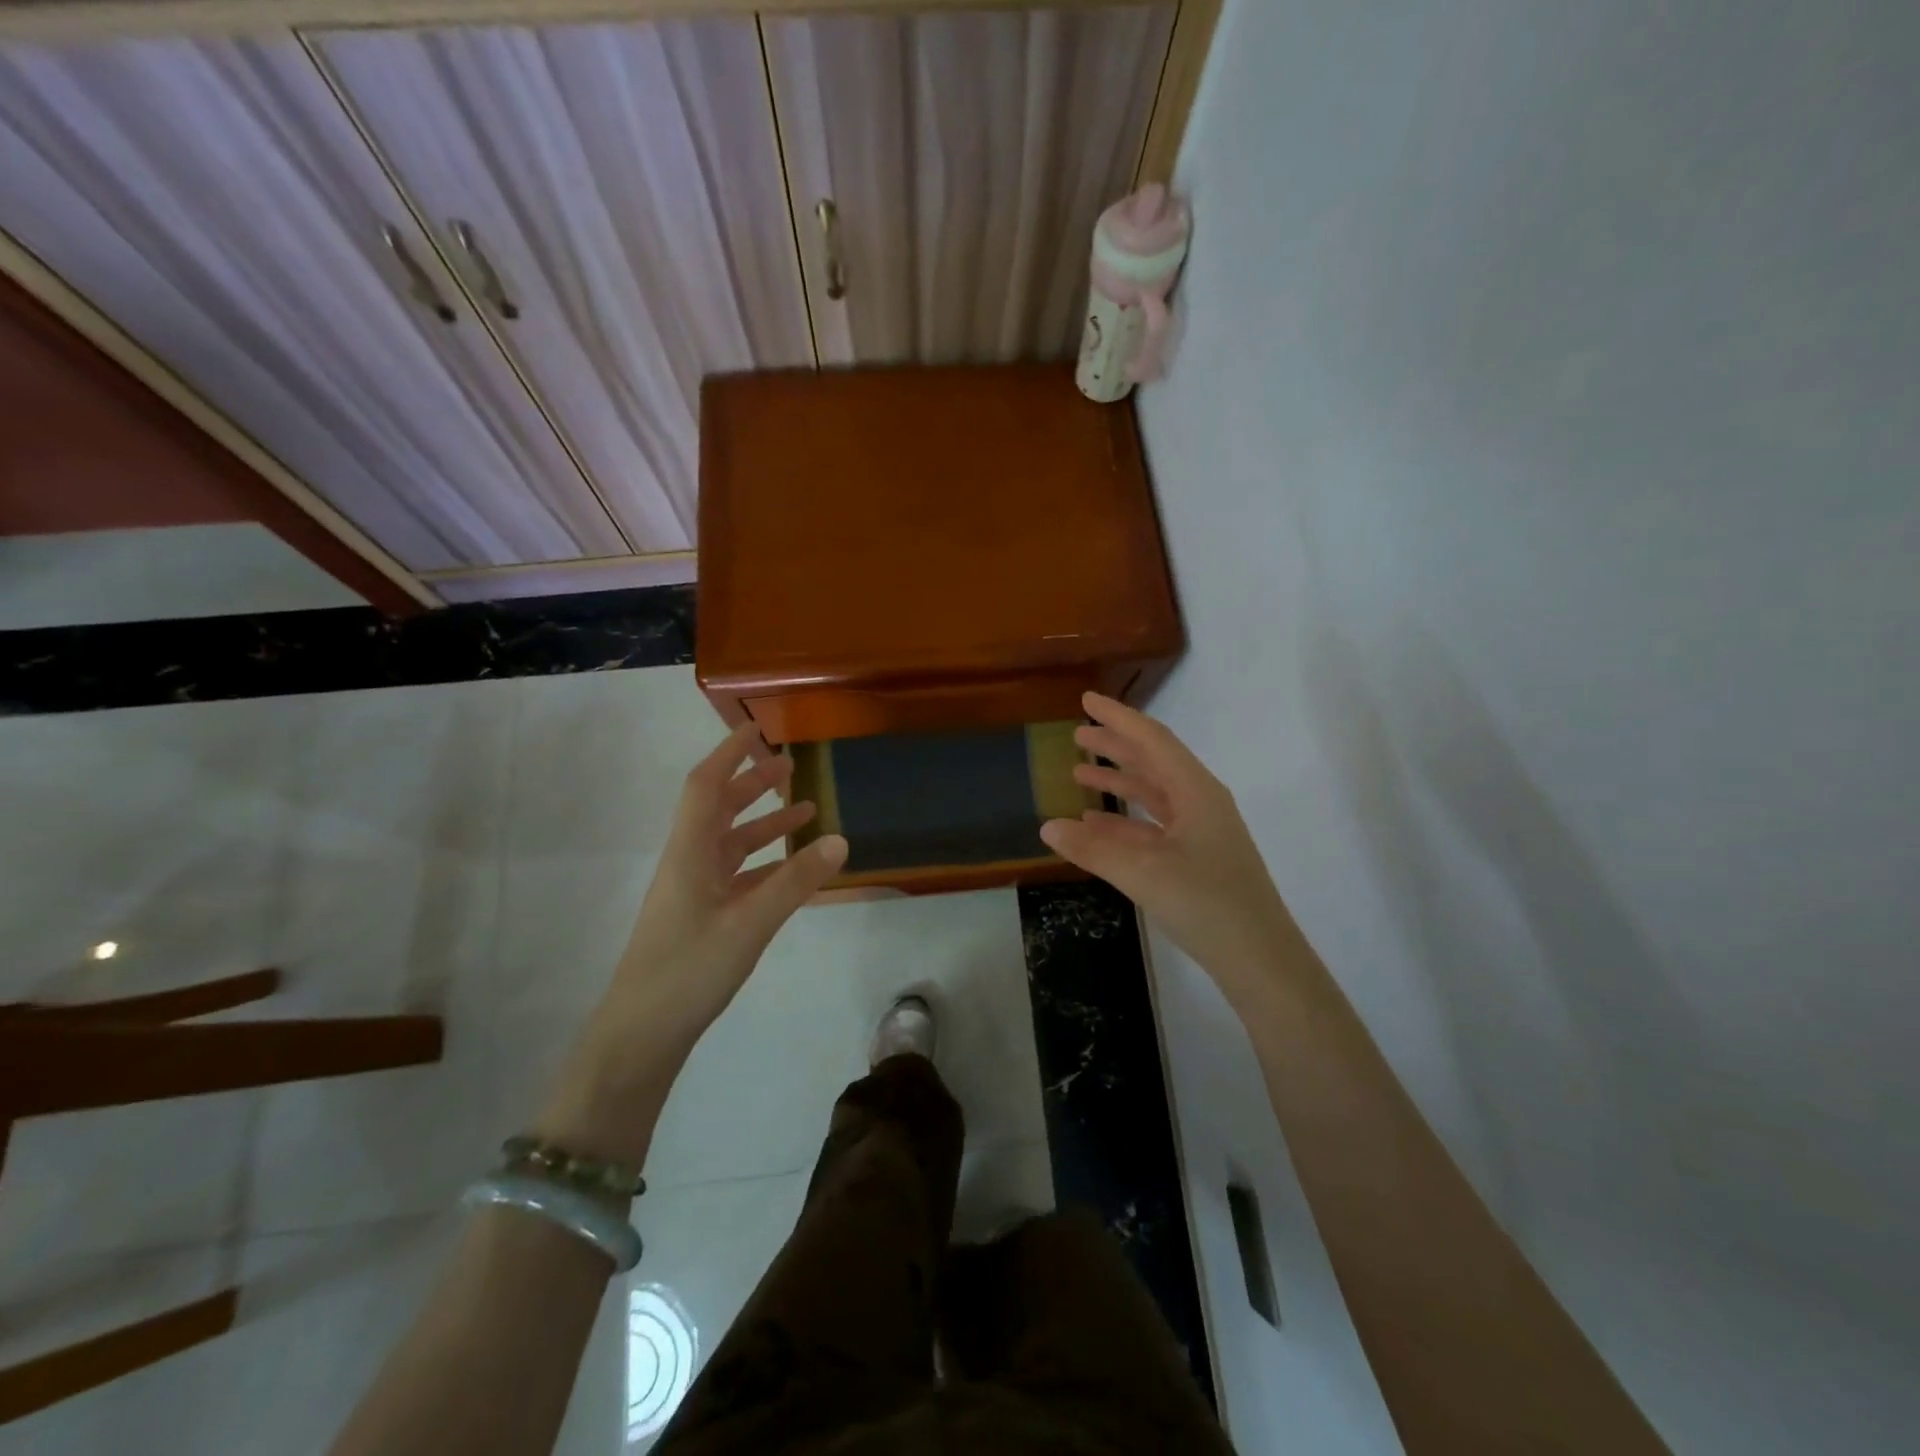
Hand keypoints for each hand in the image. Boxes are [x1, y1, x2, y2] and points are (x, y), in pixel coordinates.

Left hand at [607, 723, 848, 1038]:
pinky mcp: (702, 918)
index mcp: (690, 852)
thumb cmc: (688, 969)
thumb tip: (839, 839)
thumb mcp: (749, 924)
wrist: (641, 1034)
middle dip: (752, 784)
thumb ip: (795, 881)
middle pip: (719, 810)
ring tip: (804, 811)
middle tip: (790, 767)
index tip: (756, 730)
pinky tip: (791, 869)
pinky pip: (737, 875)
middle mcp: (689, 863)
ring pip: (731, 843)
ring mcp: (694, 892)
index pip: (706, 786)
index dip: (729, 754)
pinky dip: (765, 863)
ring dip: (763, 824)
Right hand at [1041, 693, 1294, 1003]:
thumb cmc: (1207, 904)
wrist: (1260, 959)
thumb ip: (1093, 849)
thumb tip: (1047, 826)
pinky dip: (1123, 820)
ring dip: (1118, 782)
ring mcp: (1200, 831)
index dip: (1117, 718)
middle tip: (1077, 734)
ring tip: (1079, 773)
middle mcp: (1200, 802)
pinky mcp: (1196, 858)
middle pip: (1152, 762)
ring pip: (1152, 794)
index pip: (1151, 740)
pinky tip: (1096, 824)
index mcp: (1196, 791)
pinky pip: (1153, 826)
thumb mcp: (1143, 873)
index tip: (1087, 700)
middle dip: (1115, 746)